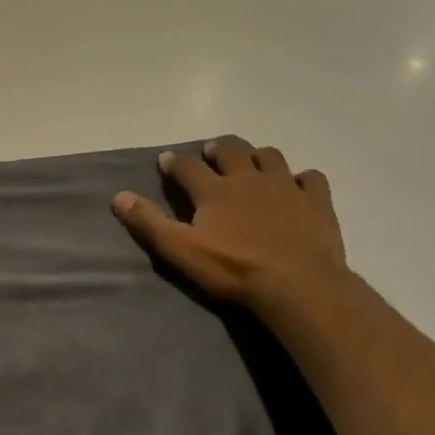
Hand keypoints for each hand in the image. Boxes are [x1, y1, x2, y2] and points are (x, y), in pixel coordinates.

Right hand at [111, 136, 348, 318]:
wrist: (298, 285)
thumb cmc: (234, 269)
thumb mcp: (180, 250)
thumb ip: (149, 222)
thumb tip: (118, 196)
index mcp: (214, 190)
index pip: (187, 166)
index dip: (174, 162)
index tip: (166, 160)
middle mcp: (248, 179)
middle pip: (231, 150)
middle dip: (217, 148)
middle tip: (211, 152)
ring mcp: (285, 187)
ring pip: (270, 156)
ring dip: (257, 155)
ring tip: (251, 162)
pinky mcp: (316, 202)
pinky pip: (310, 178)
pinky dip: (301, 178)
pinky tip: (298, 186)